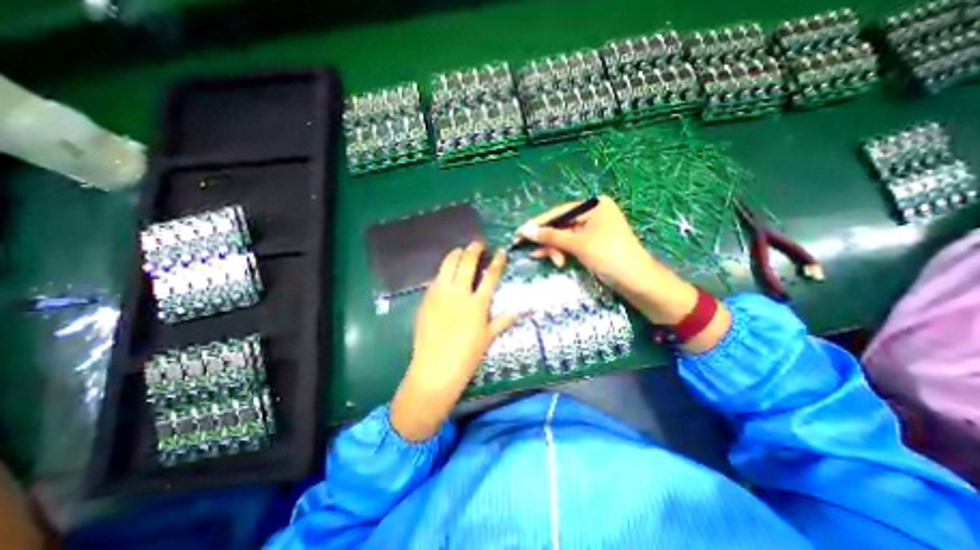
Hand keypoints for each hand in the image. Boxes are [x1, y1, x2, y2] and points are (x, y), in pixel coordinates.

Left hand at [389, 242, 514, 440]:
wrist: (435, 369)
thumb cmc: (466, 356)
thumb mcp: (487, 338)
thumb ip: (502, 321)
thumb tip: (520, 311)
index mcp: (477, 304)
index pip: (490, 275)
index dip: (497, 261)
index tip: (500, 251)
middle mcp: (459, 293)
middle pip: (466, 263)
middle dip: (473, 249)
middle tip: (477, 244)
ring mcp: (440, 294)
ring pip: (447, 265)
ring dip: (455, 254)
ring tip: (460, 251)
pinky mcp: (426, 298)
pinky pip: (435, 278)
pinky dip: (442, 272)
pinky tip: (445, 273)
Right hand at [520, 197, 724, 339]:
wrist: (637, 282)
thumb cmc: (609, 255)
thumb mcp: (578, 244)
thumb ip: (550, 236)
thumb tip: (525, 230)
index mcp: (595, 206)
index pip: (560, 212)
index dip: (539, 223)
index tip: (520, 231)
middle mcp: (593, 214)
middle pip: (561, 225)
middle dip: (546, 239)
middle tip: (523, 246)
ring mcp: (592, 230)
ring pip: (564, 237)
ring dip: (552, 248)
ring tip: (539, 257)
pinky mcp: (591, 245)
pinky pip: (569, 245)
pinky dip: (559, 252)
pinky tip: (547, 258)